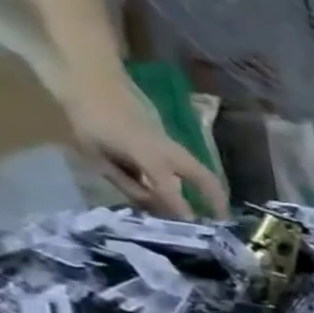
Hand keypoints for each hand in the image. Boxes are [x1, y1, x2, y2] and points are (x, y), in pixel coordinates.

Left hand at [65, 72, 229, 220]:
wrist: (92, 80)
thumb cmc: (88, 119)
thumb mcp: (97, 154)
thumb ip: (126, 182)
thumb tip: (152, 206)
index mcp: (149, 156)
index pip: (171, 191)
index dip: (182, 212)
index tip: (195, 232)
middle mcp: (171, 153)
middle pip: (205, 178)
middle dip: (217, 200)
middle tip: (224, 221)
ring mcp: (174, 146)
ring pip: (203, 172)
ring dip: (212, 192)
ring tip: (215, 211)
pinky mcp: (171, 142)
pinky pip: (190, 166)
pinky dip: (197, 182)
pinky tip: (192, 192)